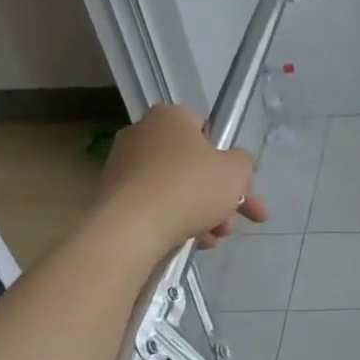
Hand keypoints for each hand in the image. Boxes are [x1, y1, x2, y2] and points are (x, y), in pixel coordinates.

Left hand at [96, 104, 267, 256]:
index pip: (207, 130)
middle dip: (222, 197)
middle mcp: (143, 134)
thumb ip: (244, 163)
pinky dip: (178, 220)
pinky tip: (196, 241)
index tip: (241, 185)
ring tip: (217, 238)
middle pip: (195, 166)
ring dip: (205, 213)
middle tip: (238, 220)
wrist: (132, 226)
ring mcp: (125, 165)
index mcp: (171, 118)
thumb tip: (236, 164)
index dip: (228, 159)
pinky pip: (157, 203)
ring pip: (178, 188)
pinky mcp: (115, 194)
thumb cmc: (190, 188)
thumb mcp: (237, 172)